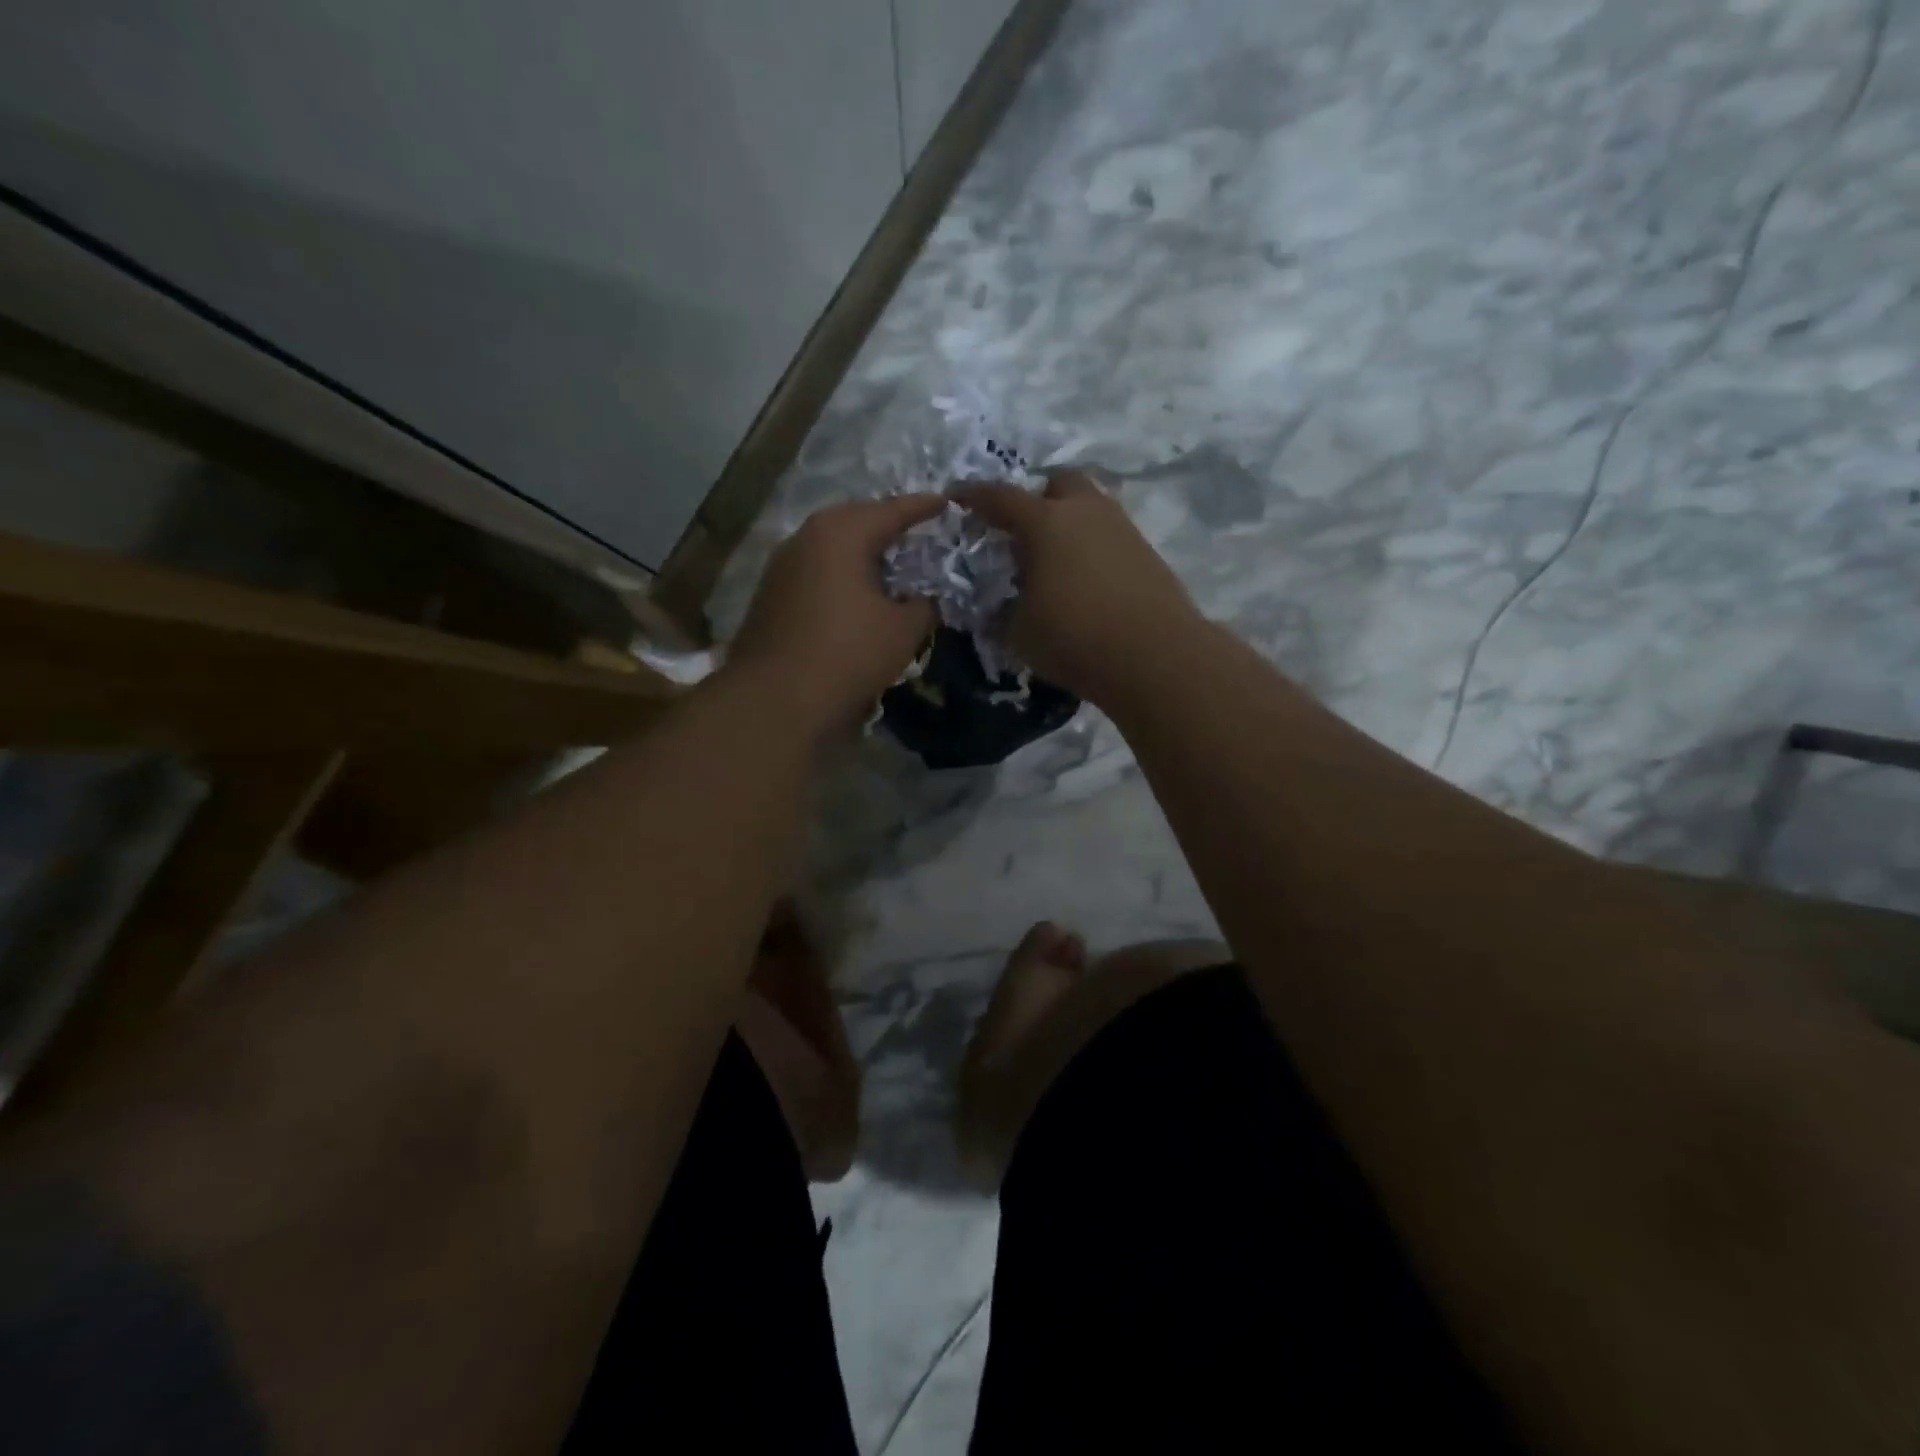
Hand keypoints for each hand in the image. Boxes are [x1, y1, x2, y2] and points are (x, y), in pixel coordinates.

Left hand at [728, 495, 944, 735]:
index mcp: (841, 533)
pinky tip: (858, 596)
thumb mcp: (903, 630)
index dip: (925, 508)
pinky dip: (843, 576)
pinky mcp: (771, 595)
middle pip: (858, 522)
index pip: (893, 510)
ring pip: (834, 548)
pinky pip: (818, 572)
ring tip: (893, 566)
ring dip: (864, 554)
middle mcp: (806, 537)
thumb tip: (929, 599)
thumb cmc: (847, 654)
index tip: (948, 503)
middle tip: (921, 535)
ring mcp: (782, 566)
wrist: (775, 700)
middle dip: (890, 527)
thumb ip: (925, 605)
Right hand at [954, 472, 1202, 703]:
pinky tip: (1084, 580)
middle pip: (1058, 482)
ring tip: (1053, 559)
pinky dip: (1091, 547)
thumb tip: (1005, 604)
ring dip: (1069, 522)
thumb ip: (1004, 610)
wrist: (1155, 657)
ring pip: (1090, 507)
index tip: (956, 498)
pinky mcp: (1147, 554)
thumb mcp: (1018, 632)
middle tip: (1021, 527)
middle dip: (1037, 497)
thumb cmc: (1074, 638)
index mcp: (1046, 522)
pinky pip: (1109, 536)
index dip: (973, 496)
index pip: (1000, 497)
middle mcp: (1086, 512)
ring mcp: (1122, 529)